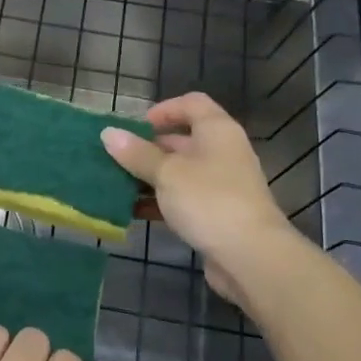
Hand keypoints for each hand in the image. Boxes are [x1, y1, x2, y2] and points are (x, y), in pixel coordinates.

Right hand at [101, 92, 299, 303]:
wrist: (251, 256)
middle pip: (183, 140)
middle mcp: (223, 153)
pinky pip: (183, 199)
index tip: (135, 127)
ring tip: (117, 185)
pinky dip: (160, 202)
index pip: (192, 104)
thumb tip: (108, 133)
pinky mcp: (217, 214)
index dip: (163, 110)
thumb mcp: (167, 173)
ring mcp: (222, 185)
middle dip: (148, 148)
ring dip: (150, 177)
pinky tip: (133, 211)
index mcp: (217, 131)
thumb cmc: (208, 201)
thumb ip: (137, 154)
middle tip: (116, 158)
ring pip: (180, 173)